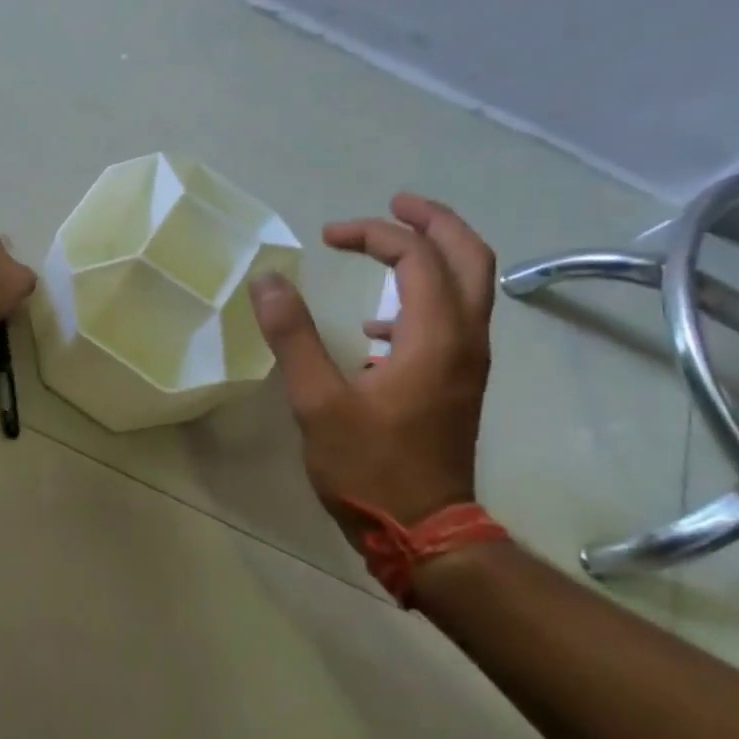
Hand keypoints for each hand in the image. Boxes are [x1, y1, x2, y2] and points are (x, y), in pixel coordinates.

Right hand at [250, 193, 495, 534]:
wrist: (425, 533)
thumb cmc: (369, 468)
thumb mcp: (318, 402)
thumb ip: (293, 336)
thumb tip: (267, 281)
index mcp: (435, 337)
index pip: (417, 257)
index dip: (374, 234)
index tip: (328, 236)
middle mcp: (465, 340)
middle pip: (470, 257)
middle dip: (433, 222)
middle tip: (393, 205)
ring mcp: (468, 364)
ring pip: (470, 288)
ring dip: (434, 256)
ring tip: (387, 248)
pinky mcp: (458, 384)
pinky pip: (454, 320)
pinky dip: (424, 300)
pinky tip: (376, 327)